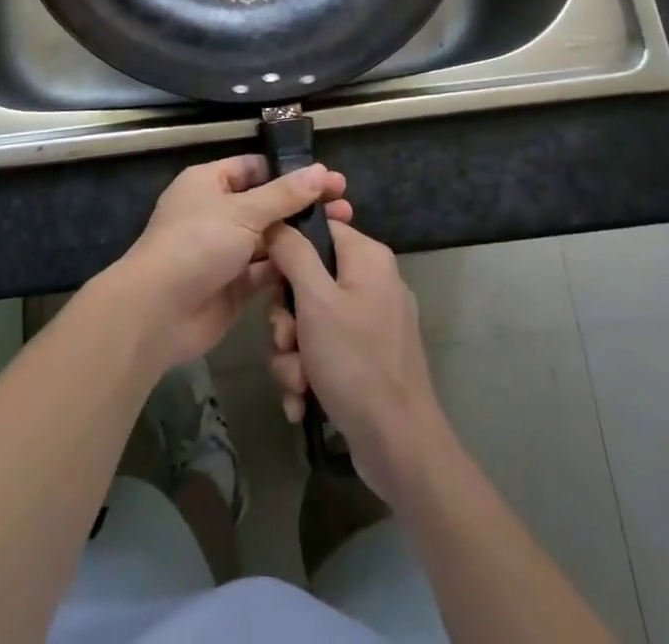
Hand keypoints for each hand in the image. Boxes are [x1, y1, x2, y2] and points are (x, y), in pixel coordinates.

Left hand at [110, 154, 352, 370]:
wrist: (159, 311)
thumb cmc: (197, 244)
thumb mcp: (243, 212)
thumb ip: (284, 195)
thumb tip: (321, 171)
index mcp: (209, 182)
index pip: (255, 167)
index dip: (290, 171)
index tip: (328, 178)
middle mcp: (217, 212)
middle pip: (266, 203)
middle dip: (302, 205)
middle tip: (345, 206)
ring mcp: (225, 250)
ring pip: (269, 238)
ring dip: (300, 236)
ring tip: (342, 233)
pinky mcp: (233, 285)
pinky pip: (266, 270)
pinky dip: (289, 268)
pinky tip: (321, 266)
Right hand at [266, 219, 447, 503]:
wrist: (399, 448)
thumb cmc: (356, 362)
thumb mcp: (315, 301)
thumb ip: (293, 253)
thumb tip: (278, 221)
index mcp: (367, 257)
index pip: (318, 229)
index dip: (287, 249)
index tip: (268, 276)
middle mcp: (372, 282)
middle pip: (308, 279)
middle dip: (286, 318)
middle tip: (285, 340)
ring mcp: (371, 323)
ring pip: (310, 321)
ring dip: (293, 354)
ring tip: (297, 381)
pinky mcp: (367, 359)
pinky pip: (325, 352)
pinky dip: (309, 375)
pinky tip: (303, 401)